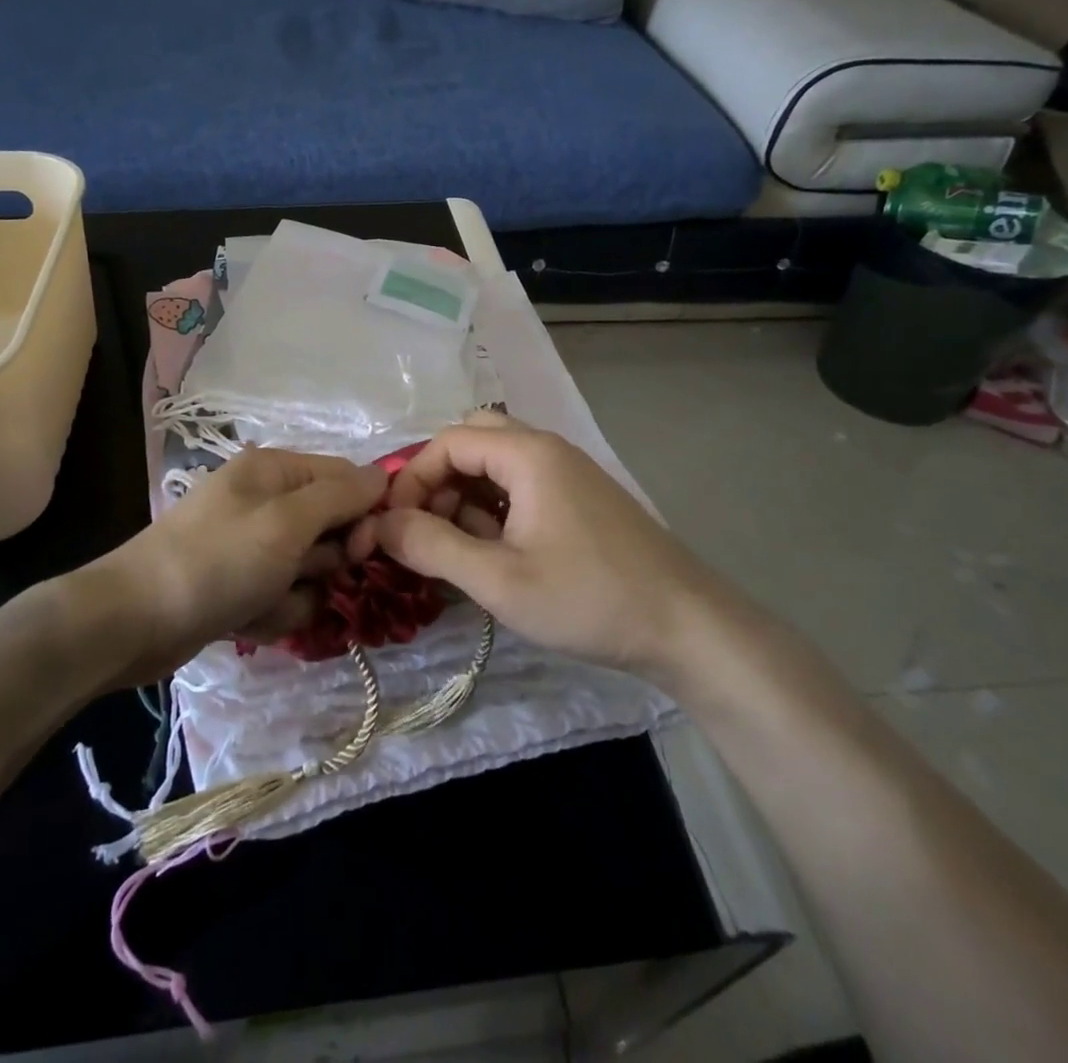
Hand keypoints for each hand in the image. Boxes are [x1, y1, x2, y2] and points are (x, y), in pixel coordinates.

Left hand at [74, 447, 386, 686]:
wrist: (133, 622)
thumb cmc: (218, 561)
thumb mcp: (287, 523)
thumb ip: (340, 497)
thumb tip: (384, 476)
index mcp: (274, 470)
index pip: (345, 478)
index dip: (361, 513)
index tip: (361, 550)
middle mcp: (265, 500)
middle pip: (330, 528)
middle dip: (322, 563)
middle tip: (300, 575)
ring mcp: (250, 544)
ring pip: (309, 570)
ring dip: (295, 595)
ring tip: (261, 603)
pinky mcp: (239, 583)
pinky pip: (281, 596)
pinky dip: (271, 613)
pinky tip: (245, 621)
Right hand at [346, 412, 712, 678]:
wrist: (687, 627)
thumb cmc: (588, 599)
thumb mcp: (499, 580)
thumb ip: (432, 546)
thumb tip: (380, 524)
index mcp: (528, 454)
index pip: (448, 442)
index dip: (412, 478)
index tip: (395, 526)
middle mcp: (548, 450)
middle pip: (473, 441)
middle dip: (439, 480)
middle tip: (427, 528)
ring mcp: (568, 474)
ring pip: (497, 465)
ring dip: (465, 495)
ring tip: (457, 549)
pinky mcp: (580, 500)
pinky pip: (521, 487)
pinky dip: (494, 509)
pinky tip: (494, 553)